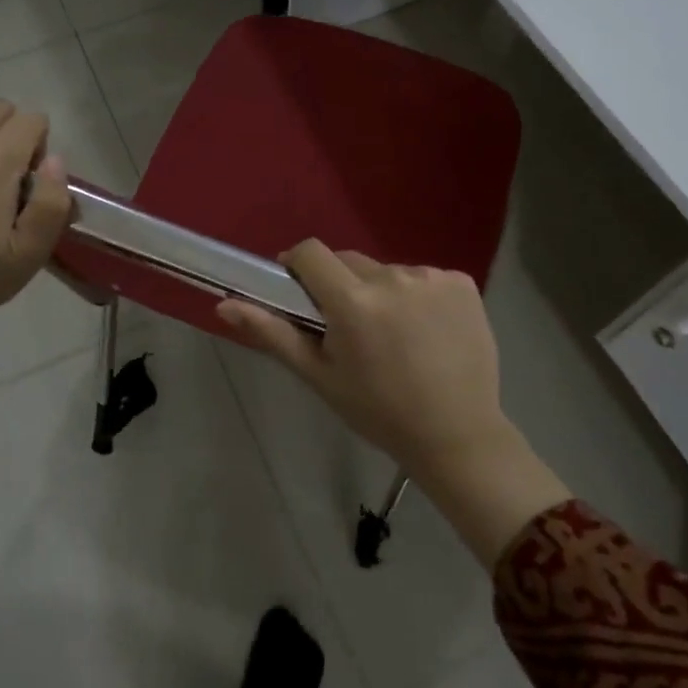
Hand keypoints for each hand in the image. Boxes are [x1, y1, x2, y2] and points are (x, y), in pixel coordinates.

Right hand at [217, 242, 503, 475]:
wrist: (457, 435)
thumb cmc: (379, 411)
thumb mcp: (320, 376)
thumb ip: (273, 333)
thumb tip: (225, 304)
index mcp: (353, 300)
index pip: (311, 252)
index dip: (298, 265)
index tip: (301, 291)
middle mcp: (393, 277)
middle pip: (350, 262)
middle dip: (340, 286)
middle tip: (349, 329)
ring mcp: (432, 278)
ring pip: (388, 272)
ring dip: (381, 292)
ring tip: (394, 336)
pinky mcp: (462, 282)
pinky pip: (425, 278)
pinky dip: (418, 297)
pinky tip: (427, 332)